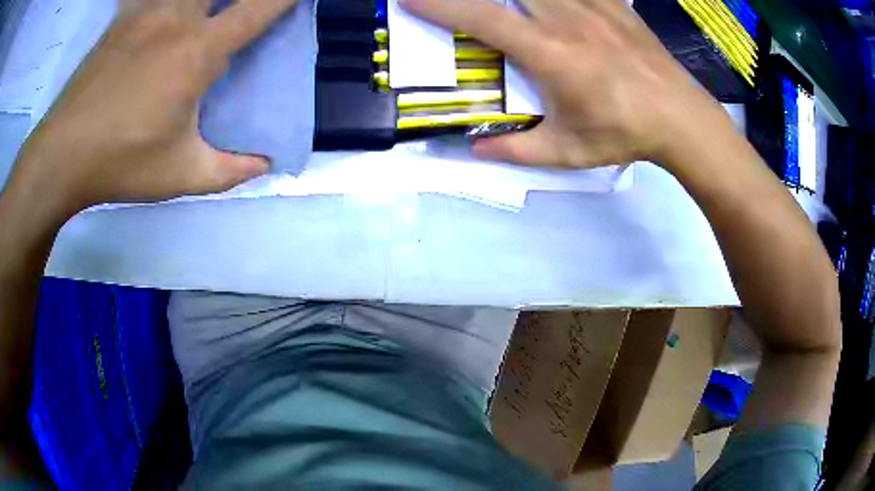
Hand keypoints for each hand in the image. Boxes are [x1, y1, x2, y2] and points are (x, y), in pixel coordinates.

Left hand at [11, 0, 296, 216]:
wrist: (61, 157)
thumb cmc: (121, 164)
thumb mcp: (182, 176)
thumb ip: (231, 170)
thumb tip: (264, 164)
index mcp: (197, 52)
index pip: (257, 8)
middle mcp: (176, 19)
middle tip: (240, 7)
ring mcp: (145, 13)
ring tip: (201, 12)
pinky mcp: (121, 20)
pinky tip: (159, 7)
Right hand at [402, 0, 732, 169]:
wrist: (680, 118)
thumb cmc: (624, 134)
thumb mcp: (567, 151)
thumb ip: (516, 149)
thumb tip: (475, 150)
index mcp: (550, 53)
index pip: (482, 18)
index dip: (440, 5)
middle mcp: (567, 18)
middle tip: (458, 0)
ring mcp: (593, 5)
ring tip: (512, 6)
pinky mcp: (614, 3)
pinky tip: (555, 4)